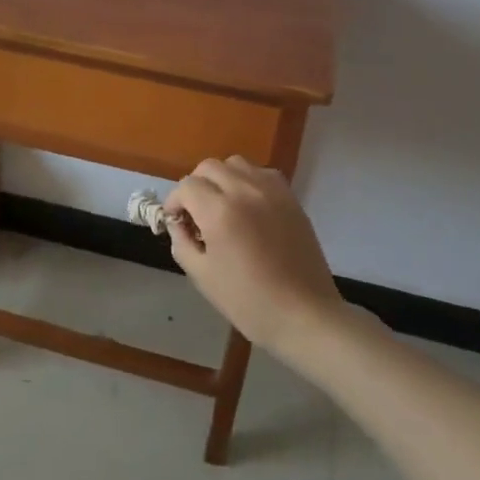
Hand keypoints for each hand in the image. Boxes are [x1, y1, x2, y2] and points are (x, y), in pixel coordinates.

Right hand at [165, 157, 345, 360]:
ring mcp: (271, 191)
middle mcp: (244, 191)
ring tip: (223, 205)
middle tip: (196, 213)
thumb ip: (181, 242)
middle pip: (208, 167)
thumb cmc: (248, 301)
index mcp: (219, 211)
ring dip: (222, 178)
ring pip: (235, 164)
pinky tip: (249, 206)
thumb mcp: (202, 276)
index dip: (175, 202)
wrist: (304, 315)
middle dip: (195, 186)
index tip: (176, 221)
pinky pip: (262, 173)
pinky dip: (248, 181)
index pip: (186, 186)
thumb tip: (177, 224)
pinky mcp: (290, 198)